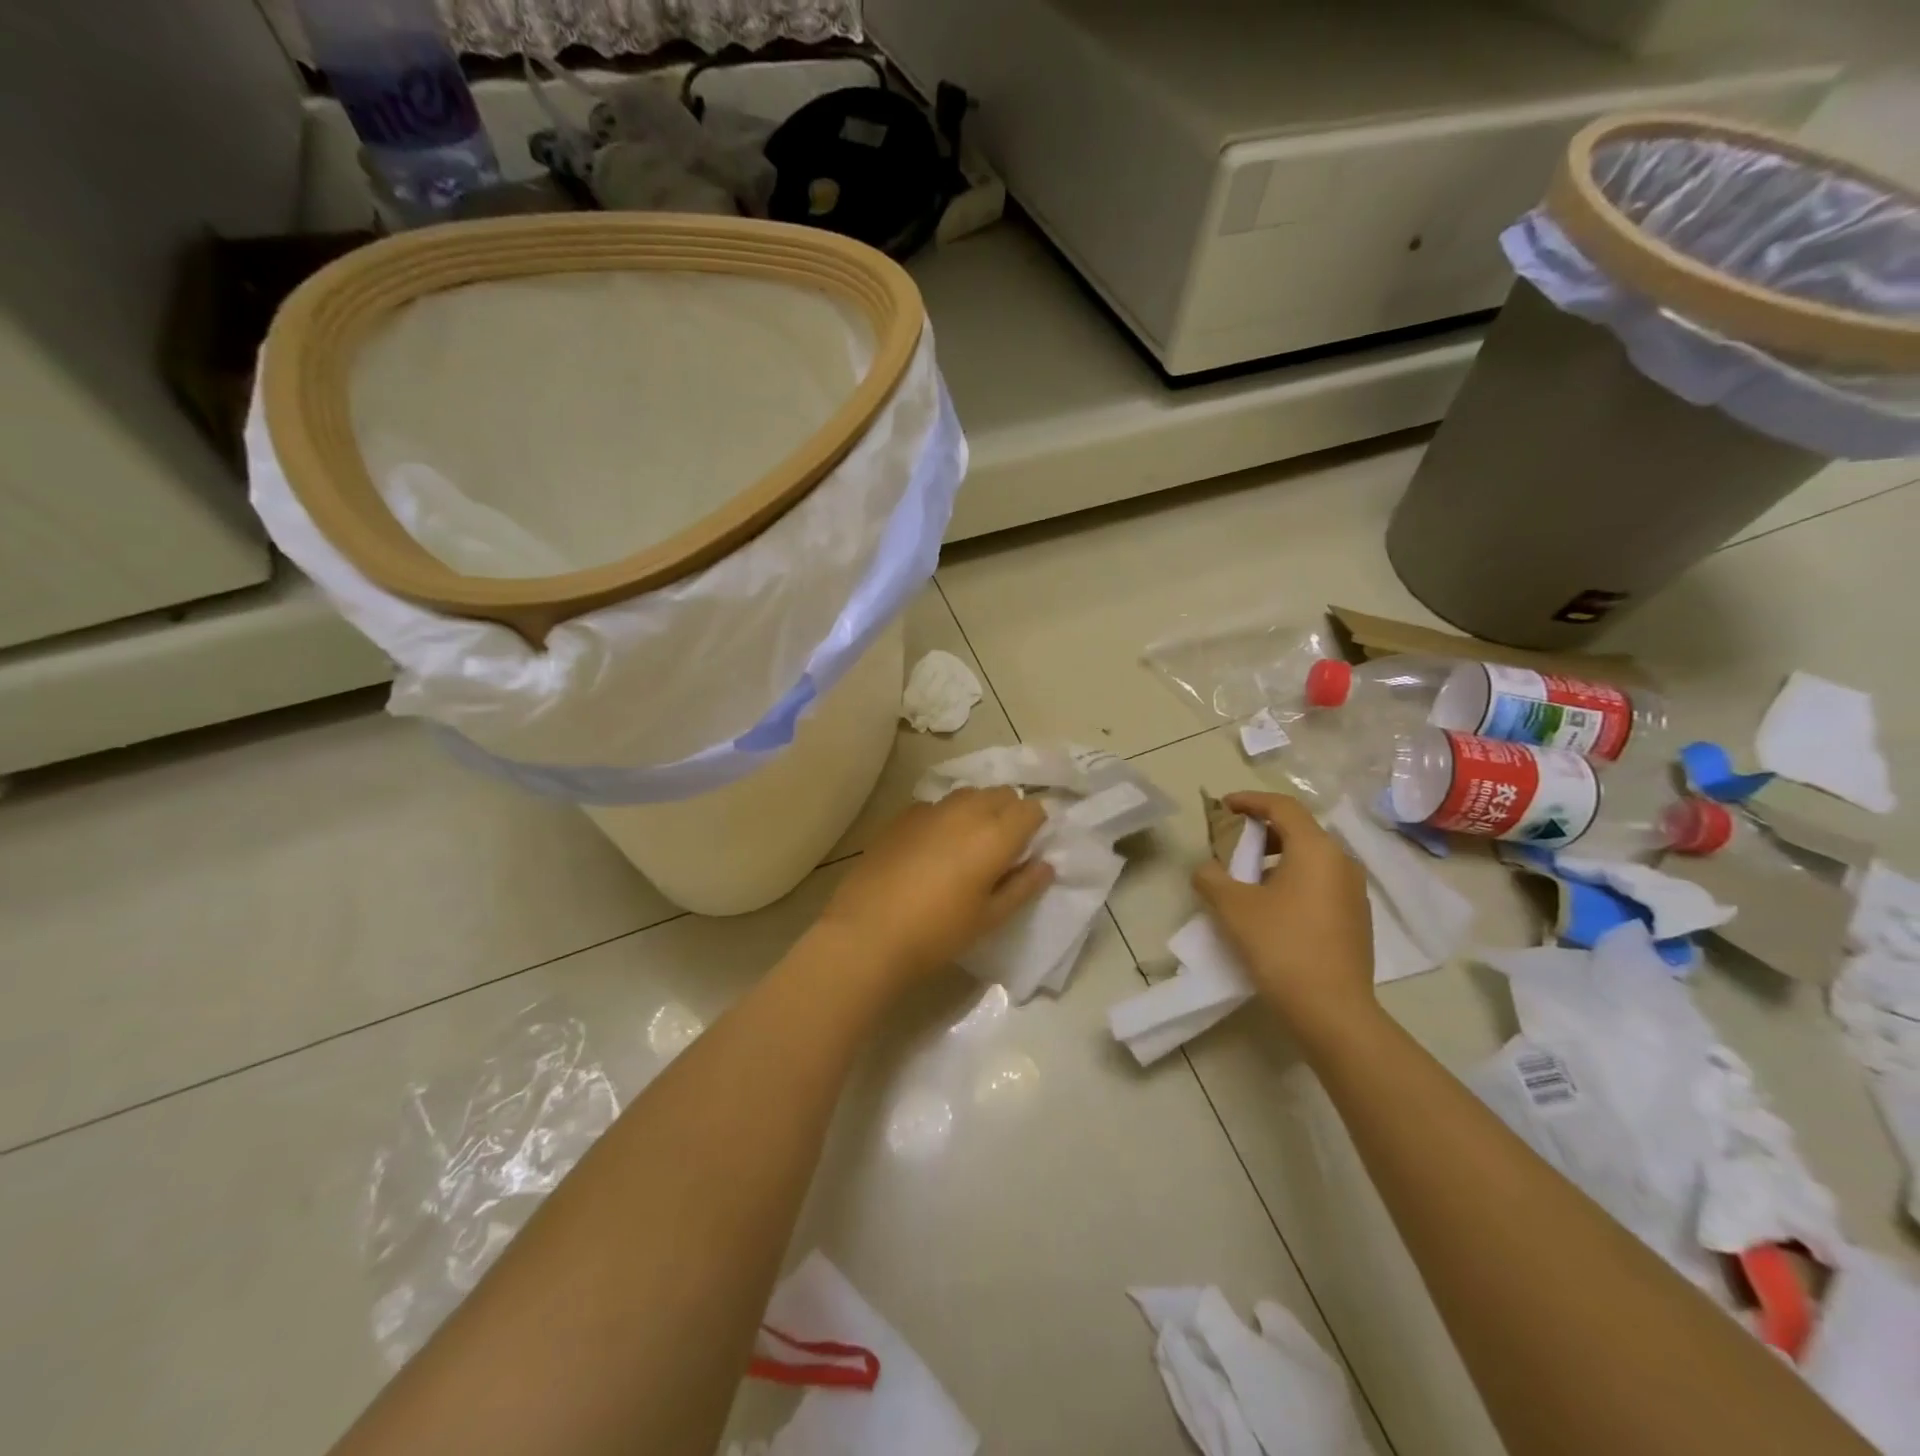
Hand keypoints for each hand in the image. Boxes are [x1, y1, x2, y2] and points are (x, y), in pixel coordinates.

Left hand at [816, 788, 1054, 984]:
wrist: (867, 934)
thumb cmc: (938, 933)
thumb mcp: (990, 918)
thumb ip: (1023, 886)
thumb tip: (1044, 864)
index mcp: (995, 835)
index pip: (1032, 808)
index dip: (1035, 827)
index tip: (1026, 851)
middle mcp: (966, 811)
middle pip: (1001, 793)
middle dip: (1009, 813)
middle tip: (1001, 850)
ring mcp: (930, 809)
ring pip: (968, 794)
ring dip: (978, 810)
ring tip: (967, 846)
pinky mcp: (902, 816)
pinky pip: (936, 805)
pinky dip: (945, 818)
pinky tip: (932, 849)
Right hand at [1192, 791, 1376, 1037]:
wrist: (1333, 1010)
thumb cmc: (1281, 946)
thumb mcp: (1233, 907)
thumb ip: (1211, 878)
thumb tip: (1206, 869)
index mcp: (1316, 849)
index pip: (1282, 806)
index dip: (1249, 800)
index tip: (1223, 806)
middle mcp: (1342, 862)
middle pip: (1299, 830)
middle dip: (1261, 830)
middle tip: (1230, 843)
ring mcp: (1354, 892)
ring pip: (1311, 858)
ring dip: (1276, 857)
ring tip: (1246, 877)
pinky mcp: (1356, 918)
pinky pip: (1320, 882)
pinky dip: (1293, 879)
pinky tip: (1271, 906)